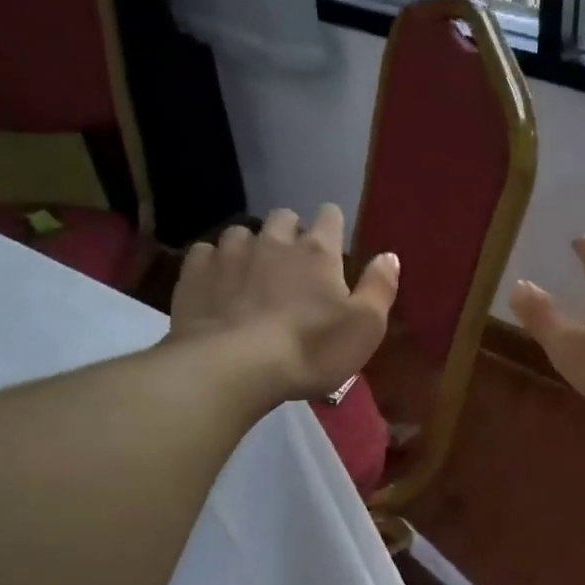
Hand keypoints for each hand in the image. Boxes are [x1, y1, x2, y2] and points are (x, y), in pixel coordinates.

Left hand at [169, 205, 398, 401]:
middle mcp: (274, 240)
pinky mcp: (195, 272)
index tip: (333, 242)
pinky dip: (214, 263)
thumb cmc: (310, 350)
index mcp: (318, 251)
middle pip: (283, 217)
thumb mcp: (364, 327)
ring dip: (250, 246)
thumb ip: (380, 288)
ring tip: (252, 273)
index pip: (329, 217)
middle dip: (290, 233)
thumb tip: (389, 255)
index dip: (332, 225)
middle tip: (293, 262)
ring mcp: (230, 253)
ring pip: (242, 232)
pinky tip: (217, 284)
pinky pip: (205, 253)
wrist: (233, 367)